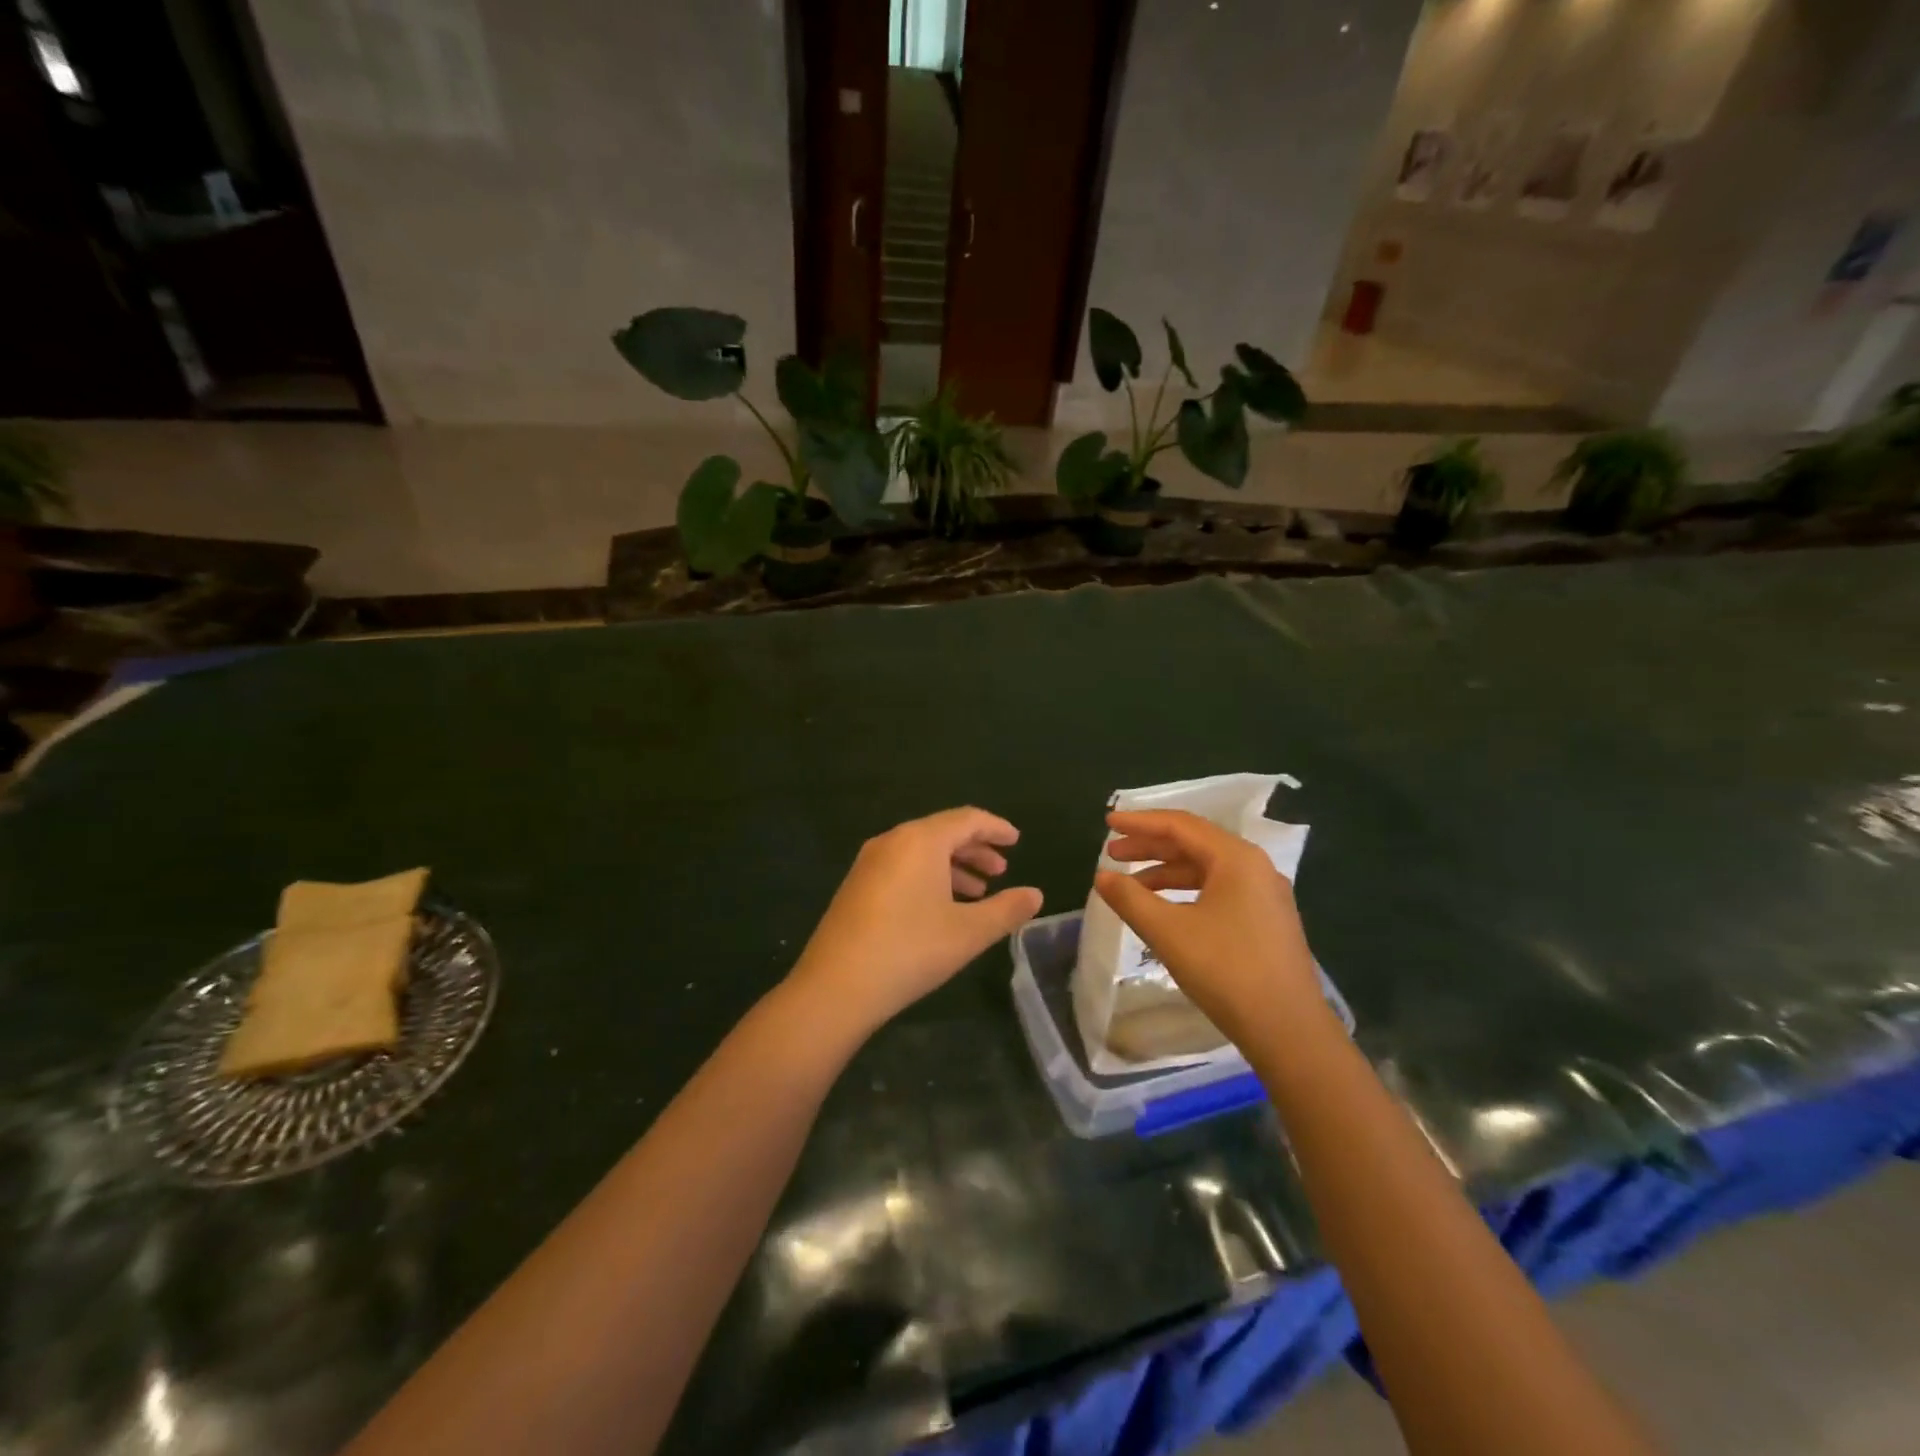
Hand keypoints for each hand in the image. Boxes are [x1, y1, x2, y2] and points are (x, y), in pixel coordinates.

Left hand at [788, 807, 1042, 1036]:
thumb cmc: (910, 950)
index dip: (996, 828)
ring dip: (953, 867)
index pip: (967, 819)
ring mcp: (869, 863)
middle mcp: (892, 841)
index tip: (1016, 840)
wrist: (836, 986)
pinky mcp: (856, 886)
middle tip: (1001, 871)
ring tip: (977, 893)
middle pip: (942, 832)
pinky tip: (941, 908)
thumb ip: (1006, 910)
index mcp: (921, 840)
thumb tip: (1036, 895)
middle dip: (975, 849)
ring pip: (921, 852)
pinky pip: (902, 867)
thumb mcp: (969, 932)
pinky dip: (929, 878)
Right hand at [1093, 810, 1322, 1043]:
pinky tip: (1164, 909)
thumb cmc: (1226, 971)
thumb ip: (1130, 898)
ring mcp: (1264, 895)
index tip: (1107, 823)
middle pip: (1194, 843)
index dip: (1140, 822)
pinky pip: (1218, 890)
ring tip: (1130, 885)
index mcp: (1236, 858)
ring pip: (1206, 869)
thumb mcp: (1168, 932)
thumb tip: (1102, 876)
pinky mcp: (1266, 921)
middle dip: (1150, 846)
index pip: (1180, 825)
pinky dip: (1185, 892)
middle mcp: (1254, 867)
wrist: (1288, 1030)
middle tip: (1113, 853)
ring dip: (1166, 871)